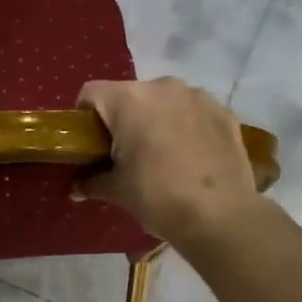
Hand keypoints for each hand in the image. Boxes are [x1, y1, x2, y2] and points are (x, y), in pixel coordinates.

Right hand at [74, 78, 260, 245]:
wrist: (219, 215)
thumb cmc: (157, 197)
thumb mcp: (117, 191)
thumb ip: (92, 181)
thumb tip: (76, 187)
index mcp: (129, 99)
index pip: (91, 94)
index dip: (84, 118)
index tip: (90, 145)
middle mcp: (163, 86)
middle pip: (130, 96)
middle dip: (124, 120)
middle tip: (125, 155)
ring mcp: (198, 96)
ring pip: (165, 101)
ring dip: (157, 120)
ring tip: (162, 156)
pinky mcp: (224, 112)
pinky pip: (194, 112)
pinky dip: (187, 127)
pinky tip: (191, 157)